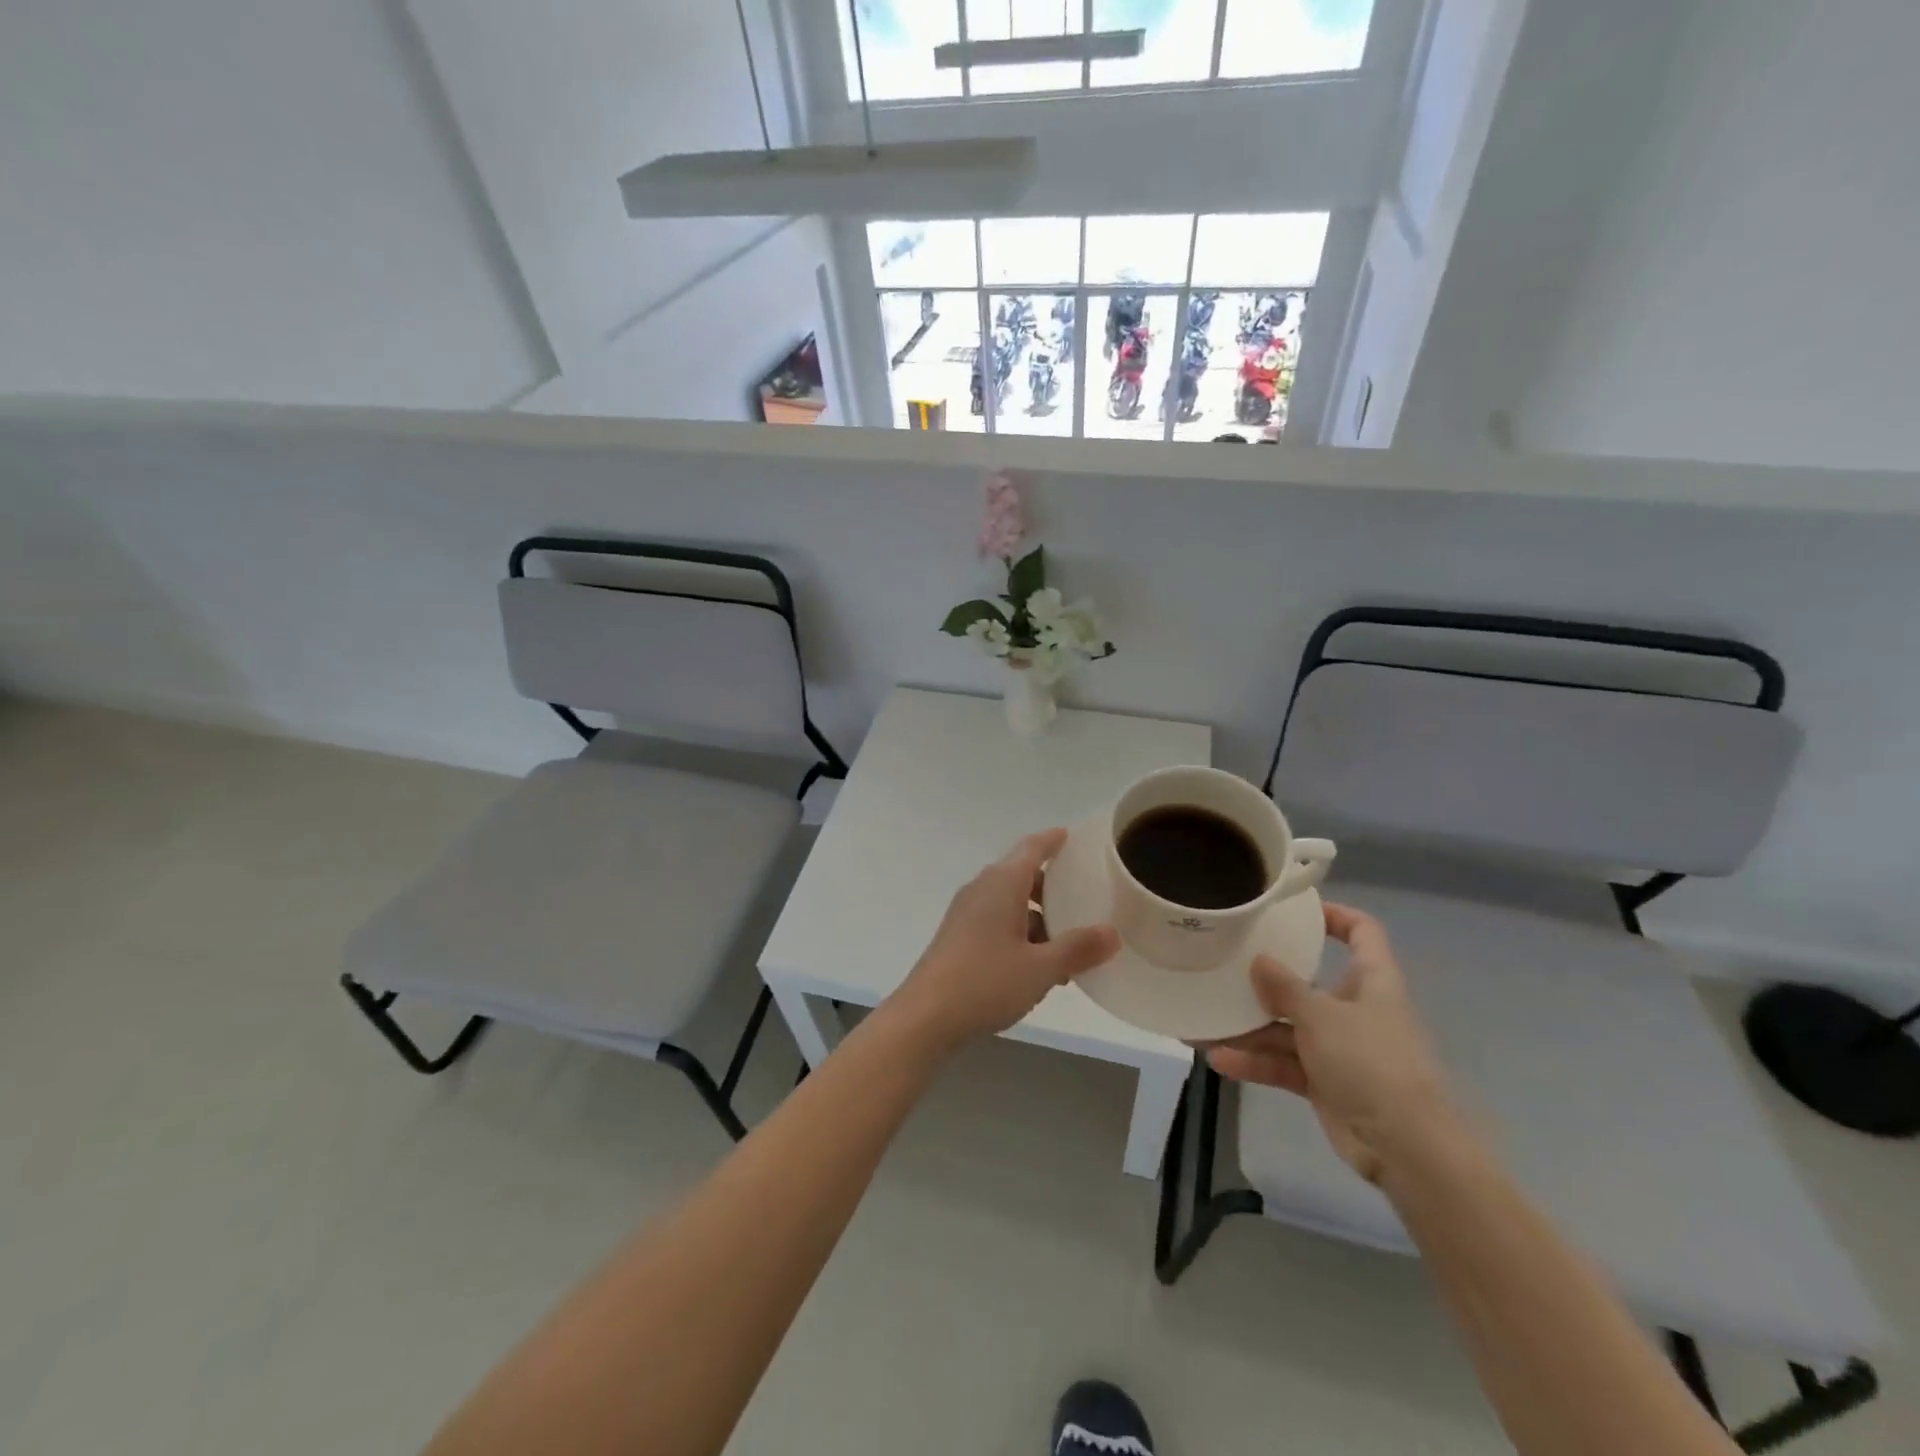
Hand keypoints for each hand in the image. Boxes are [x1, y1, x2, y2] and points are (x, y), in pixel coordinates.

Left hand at [886, 829, 1118, 1051]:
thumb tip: (1112, 933)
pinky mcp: (958, 937)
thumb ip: (1078, 949)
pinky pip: (997, 923)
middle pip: (1021, 875)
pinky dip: (1020, 934)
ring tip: (1067, 948)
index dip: (1053, 840)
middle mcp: (982, 890)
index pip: (1032, 848)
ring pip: (1010, 903)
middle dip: (1052, 888)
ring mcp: (966, 914)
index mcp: (1002, 884)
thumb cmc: (985, 982)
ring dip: (1038, 919)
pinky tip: (1037, 968)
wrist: (925, 1017)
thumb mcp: (1041, 968)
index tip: (1072, 836)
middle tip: (1083, 901)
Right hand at [1206, 903, 1457, 1182]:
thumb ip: (1285, 987)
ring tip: (1205, 1021)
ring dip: (1250, 1028)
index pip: (1362, 933)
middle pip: (1309, 982)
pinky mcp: (1325, 1082)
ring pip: (1288, 1027)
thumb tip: (1259, 959)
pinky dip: (1256, 1062)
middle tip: (1226, 966)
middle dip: (1267, 979)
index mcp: (1371, 981)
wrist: (1407, 1149)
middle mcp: (1355, 1009)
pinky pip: (1284, 1063)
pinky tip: (1220, 1060)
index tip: (1294, 911)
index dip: (1334, 915)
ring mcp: (1340, 1048)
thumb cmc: (1372, 1063)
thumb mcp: (1322, 1016)